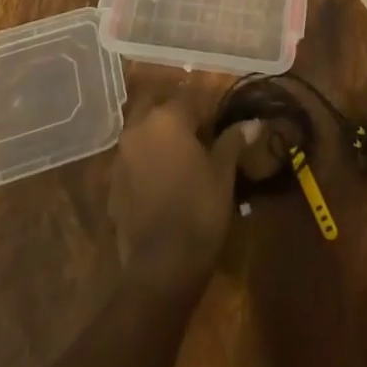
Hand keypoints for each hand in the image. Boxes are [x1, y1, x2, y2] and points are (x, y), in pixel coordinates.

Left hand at [109, 99, 260, 287]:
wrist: (160, 269)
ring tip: (182, 158)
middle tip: (199, 134)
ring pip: (143, 131)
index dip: (208, 109)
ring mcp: (121, 156)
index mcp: (167, 118)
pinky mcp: (113, 184)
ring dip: (160, 136)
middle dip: (177, 115)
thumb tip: (253, 123)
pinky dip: (147, 161)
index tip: (221, 124)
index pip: (190, 97)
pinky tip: (164, 182)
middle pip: (158, 106)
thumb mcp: (223, 174)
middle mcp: (138, 128)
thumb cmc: (198, 211)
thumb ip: (233, 141)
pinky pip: (133, 159)